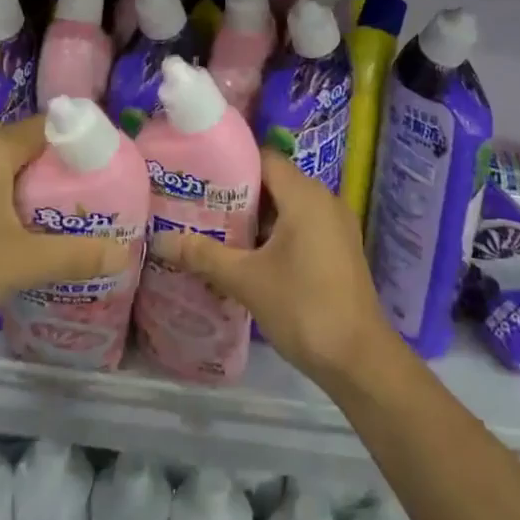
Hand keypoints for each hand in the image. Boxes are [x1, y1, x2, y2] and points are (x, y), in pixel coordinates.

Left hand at [0, 116, 132, 339]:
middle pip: (31, 149)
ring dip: (39, 192)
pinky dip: (15, 207)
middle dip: (65, 171)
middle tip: (99, 195)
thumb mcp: (22, 262)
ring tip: (73, 217)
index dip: (83, 140)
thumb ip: (74, 255)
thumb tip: (124, 255)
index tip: (112, 163)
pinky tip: (30, 237)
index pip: (49, 126)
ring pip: (9, 174)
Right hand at [150, 150, 393, 386]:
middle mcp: (324, 200)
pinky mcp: (339, 249)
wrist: (360, 360)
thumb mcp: (246, 280)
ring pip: (286, 207)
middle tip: (196, 204)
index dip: (230, 162)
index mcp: (305, 195)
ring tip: (212, 229)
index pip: (263, 159)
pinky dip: (274, 234)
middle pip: (273, 182)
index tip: (197, 174)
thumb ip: (203, 255)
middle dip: (236, 193)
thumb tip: (159, 241)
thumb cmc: (303, 307)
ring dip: (253, 218)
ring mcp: (335, 226)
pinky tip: (244, 255)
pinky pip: (300, 227)